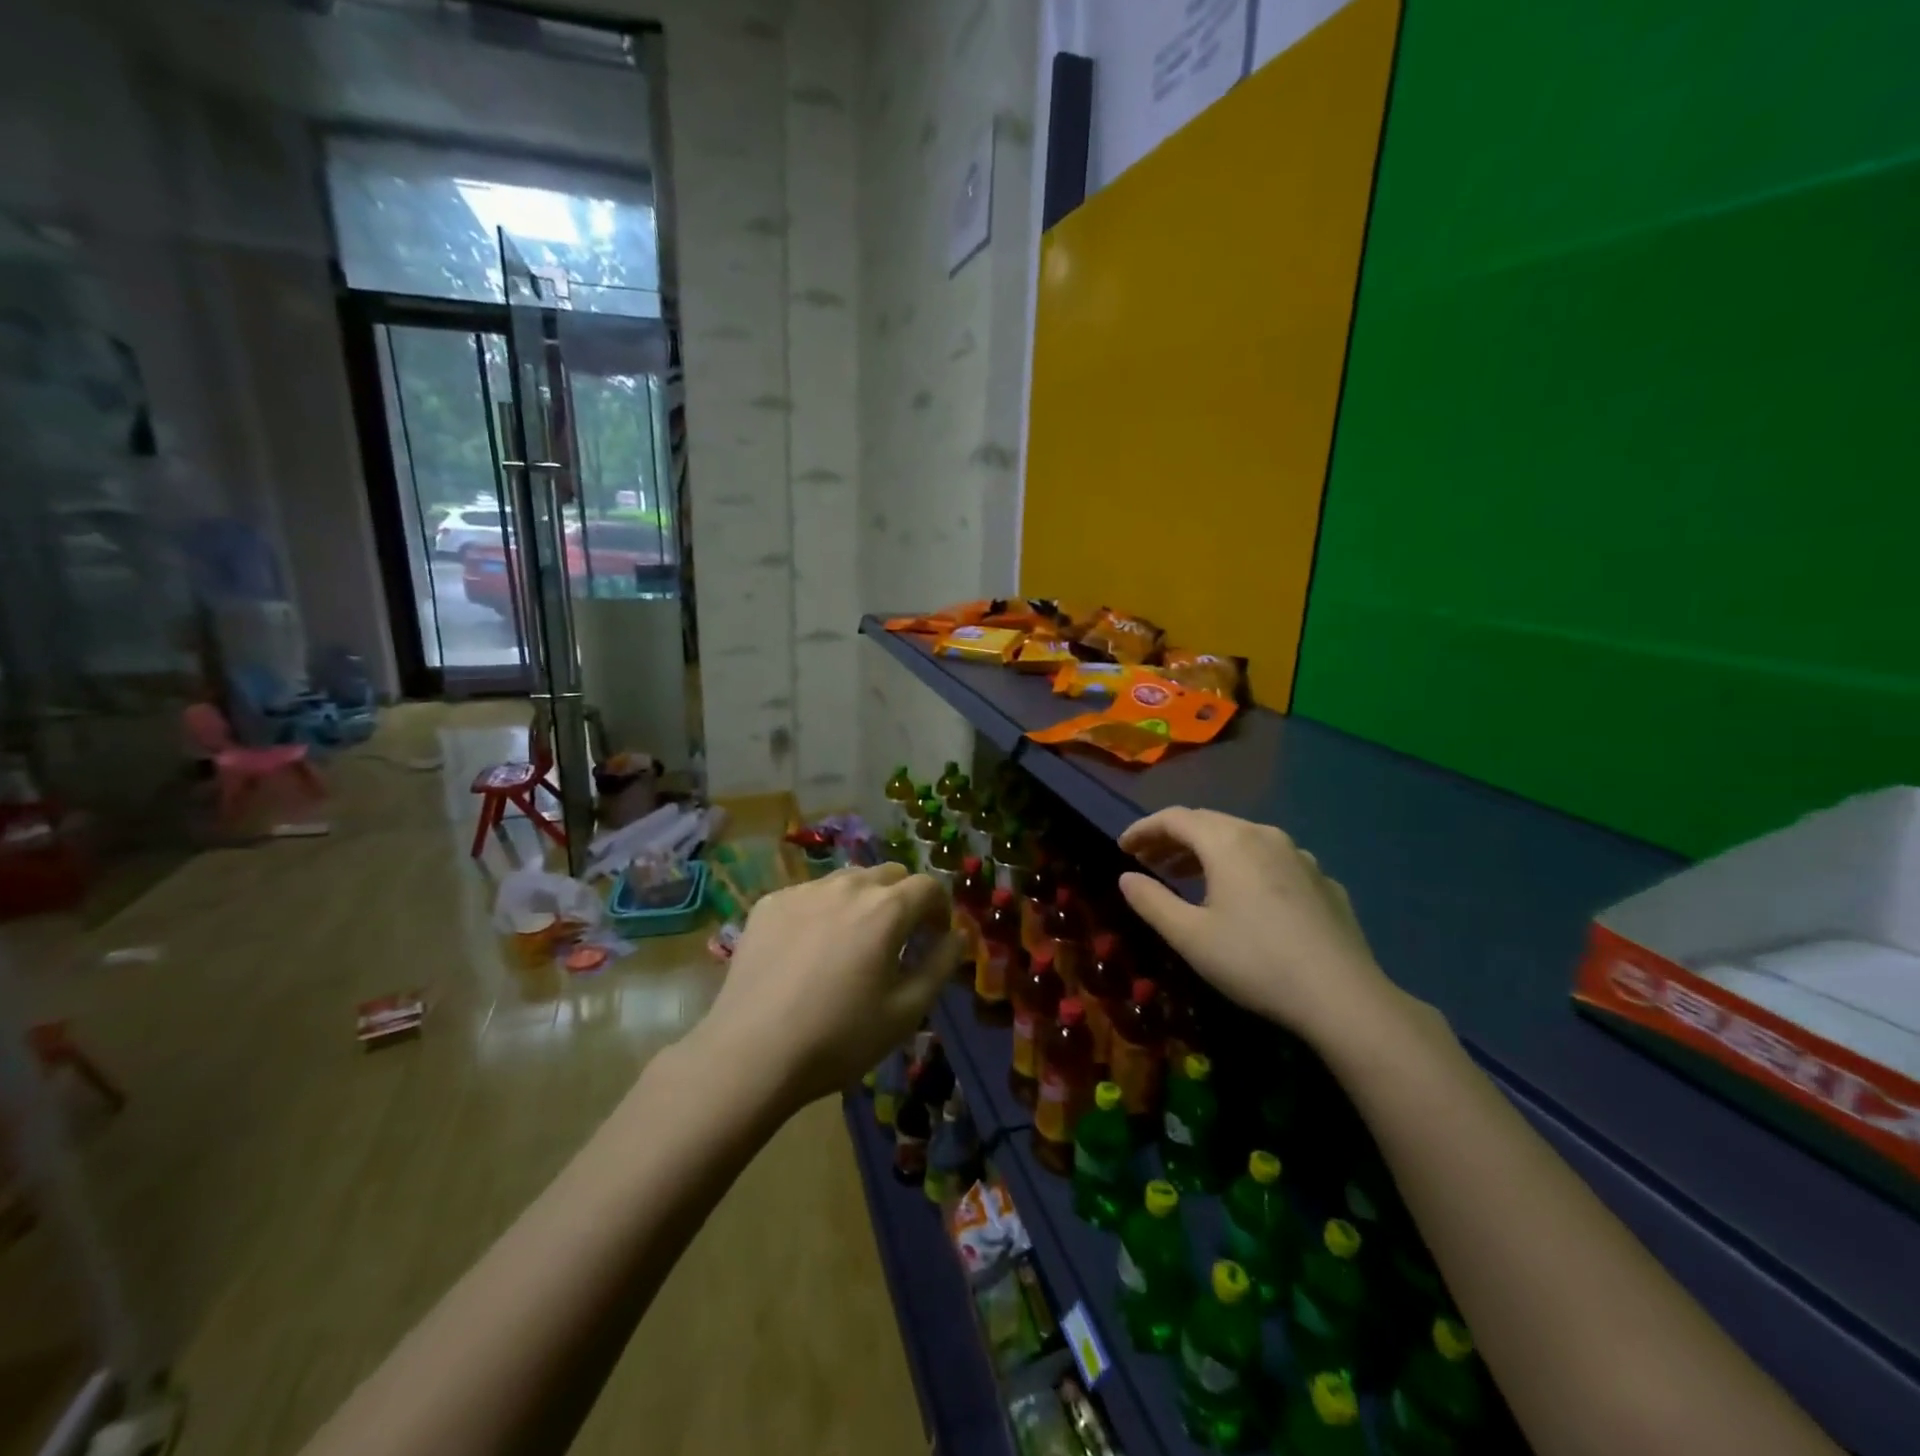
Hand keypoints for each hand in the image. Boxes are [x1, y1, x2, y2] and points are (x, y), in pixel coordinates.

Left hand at [698, 863, 959, 1108]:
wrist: (752, 1053)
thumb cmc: (840, 1037)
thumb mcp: (906, 1011)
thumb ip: (940, 965)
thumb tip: (956, 936)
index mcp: (886, 909)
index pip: (928, 886)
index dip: (939, 909)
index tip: (934, 937)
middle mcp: (847, 886)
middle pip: (889, 874)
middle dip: (903, 899)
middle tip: (897, 939)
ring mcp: (804, 891)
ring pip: (847, 880)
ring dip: (862, 900)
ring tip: (852, 941)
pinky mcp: (769, 904)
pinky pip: (809, 895)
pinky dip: (822, 910)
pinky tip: (809, 950)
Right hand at [1117, 807, 1398, 1049]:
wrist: (1343, 996)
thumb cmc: (1254, 961)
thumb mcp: (1189, 936)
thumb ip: (1151, 901)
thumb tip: (1126, 877)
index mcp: (1228, 842)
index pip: (1175, 818)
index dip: (1143, 829)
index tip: (1122, 848)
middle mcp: (1264, 836)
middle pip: (1209, 823)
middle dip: (1173, 838)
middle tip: (1149, 861)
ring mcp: (1299, 856)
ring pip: (1242, 840)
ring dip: (1207, 852)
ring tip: (1187, 877)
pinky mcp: (1322, 881)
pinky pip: (1272, 861)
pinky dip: (1244, 868)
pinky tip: (1244, 899)